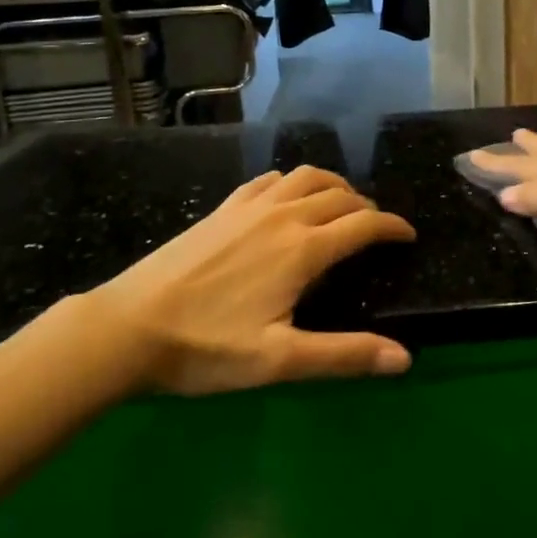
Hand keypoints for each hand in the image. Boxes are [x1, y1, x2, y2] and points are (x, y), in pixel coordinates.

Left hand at [87, 166, 415, 395]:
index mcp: (303, 249)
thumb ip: (344, 354)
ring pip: (306, 177)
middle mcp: (283, 216)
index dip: (393, 227)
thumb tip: (404, 358)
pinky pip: (270, 180)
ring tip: (342, 204)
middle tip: (376, 229)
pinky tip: (288, 197)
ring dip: (334, 185)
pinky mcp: (223, 208)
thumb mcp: (279, 360)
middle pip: (340, 196)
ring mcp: (250, 207)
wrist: (128, 327)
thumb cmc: (206, 348)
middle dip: (367, 208)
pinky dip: (293, 182)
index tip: (408, 236)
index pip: (363, 224)